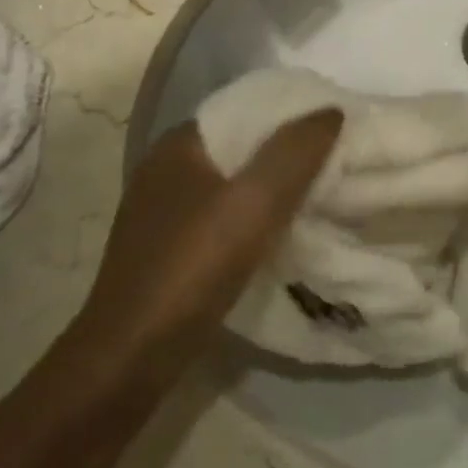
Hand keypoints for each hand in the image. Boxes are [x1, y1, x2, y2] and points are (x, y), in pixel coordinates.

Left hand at [75, 110, 342, 366]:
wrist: (130, 358)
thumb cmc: (192, 269)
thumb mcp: (253, 204)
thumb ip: (294, 153)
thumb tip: (331, 109)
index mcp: (178, 145)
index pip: (244, 110)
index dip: (291, 114)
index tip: (334, 127)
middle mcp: (166, 170)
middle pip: (240, 148)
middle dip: (286, 153)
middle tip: (337, 162)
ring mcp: (163, 212)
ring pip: (232, 185)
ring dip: (272, 189)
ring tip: (320, 194)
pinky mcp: (168, 249)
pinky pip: (223, 217)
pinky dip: (254, 218)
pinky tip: (281, 233)